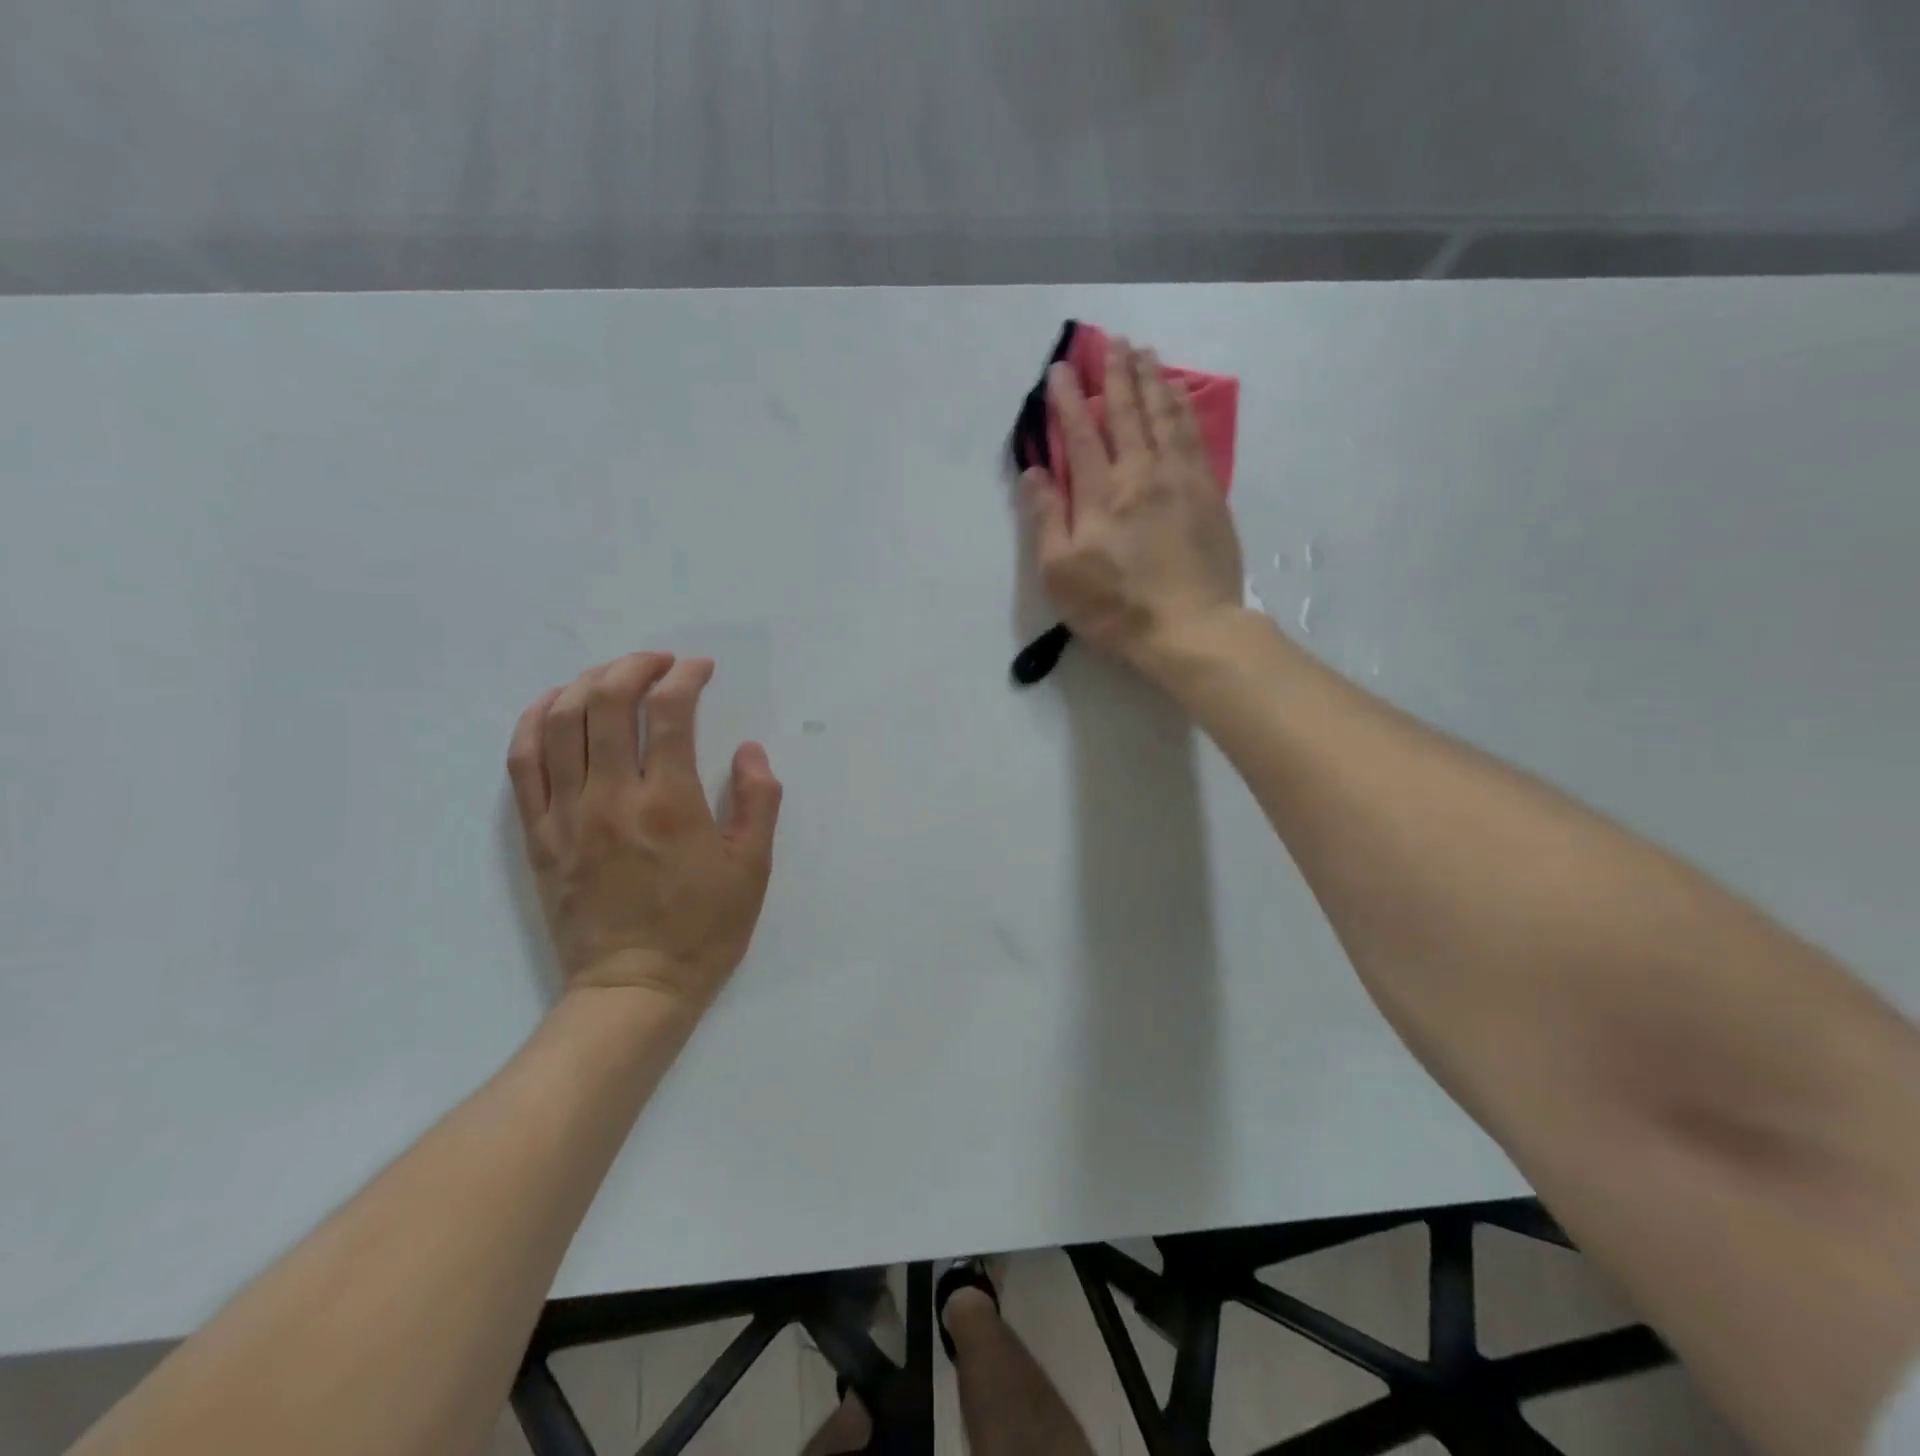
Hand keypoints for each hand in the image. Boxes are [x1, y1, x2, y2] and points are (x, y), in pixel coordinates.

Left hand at [507, 653, 782, 1010]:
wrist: (634, 988)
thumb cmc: (703, 929)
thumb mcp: (753, 869)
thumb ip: (758, 802)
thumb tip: (748, 751)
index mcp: (670, 804)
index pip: (669, 714)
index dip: (685, 678)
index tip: (700, 669)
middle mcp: (612, 797)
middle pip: (606, 703)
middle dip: (633, 667)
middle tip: (658, 663)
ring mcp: (567, 814)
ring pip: (559, 723)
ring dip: (586, 684)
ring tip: (613, 676)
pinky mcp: (538, 834)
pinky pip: (523, 763)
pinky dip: (534, 722)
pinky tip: (554, 705)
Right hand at [1025, 338, 1244, 677]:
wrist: (1190, 629)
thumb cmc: (1116, 607)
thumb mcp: (1061, 573)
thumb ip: (1047, 518)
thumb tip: (1034, 472)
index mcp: (1102, 493)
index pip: (1081, 433)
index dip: (1069, 400)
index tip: (1061, 369)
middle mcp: (1142, 473)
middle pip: (1128, 412)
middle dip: (1116, 374)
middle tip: (1111, 341)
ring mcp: (1181, 480)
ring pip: (1165, 415)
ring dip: (1153, 380)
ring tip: (1146, 352)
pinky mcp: (1209, 494)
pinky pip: (1195, 437)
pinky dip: (1184, 408)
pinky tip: (1181, 394)